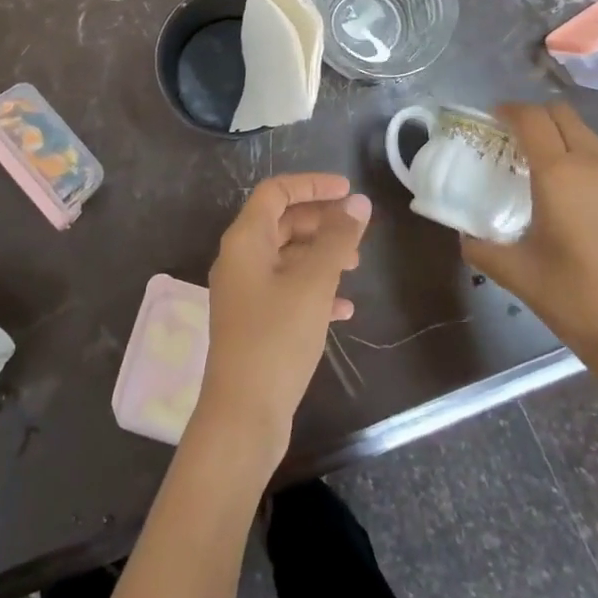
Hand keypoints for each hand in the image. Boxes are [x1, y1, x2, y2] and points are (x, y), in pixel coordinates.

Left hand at [194, 174, 370, 467]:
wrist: (244, 413)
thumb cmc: (277, 338)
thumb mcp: (313, 283)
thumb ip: (337, 239)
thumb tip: (358, 203)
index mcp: (245, 240)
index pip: (276, 192)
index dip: (312, 185)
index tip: (348, 192)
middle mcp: (239, 259)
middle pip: (282, 223)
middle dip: (321, 222)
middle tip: (357, 232)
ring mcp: (245, 292)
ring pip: (286, 258)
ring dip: (320, 255)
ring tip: (355, 267)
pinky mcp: (254, 321)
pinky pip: (286, 290)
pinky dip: (314, 290)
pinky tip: (344, 309)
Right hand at [460, 101, 597, 389]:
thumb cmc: (572, 298)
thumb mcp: (514, 273)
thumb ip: (480, 247)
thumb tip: (465, 236)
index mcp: (558, 175)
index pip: (531, 119)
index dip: (509, 111)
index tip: (492, 119)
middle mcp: (593, 165)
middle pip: (563, 115)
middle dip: (535, 117)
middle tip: (513, 140)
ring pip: (588, 137)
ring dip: (561, 139)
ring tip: (542, 169)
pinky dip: (584, 162)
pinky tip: (575, 198)